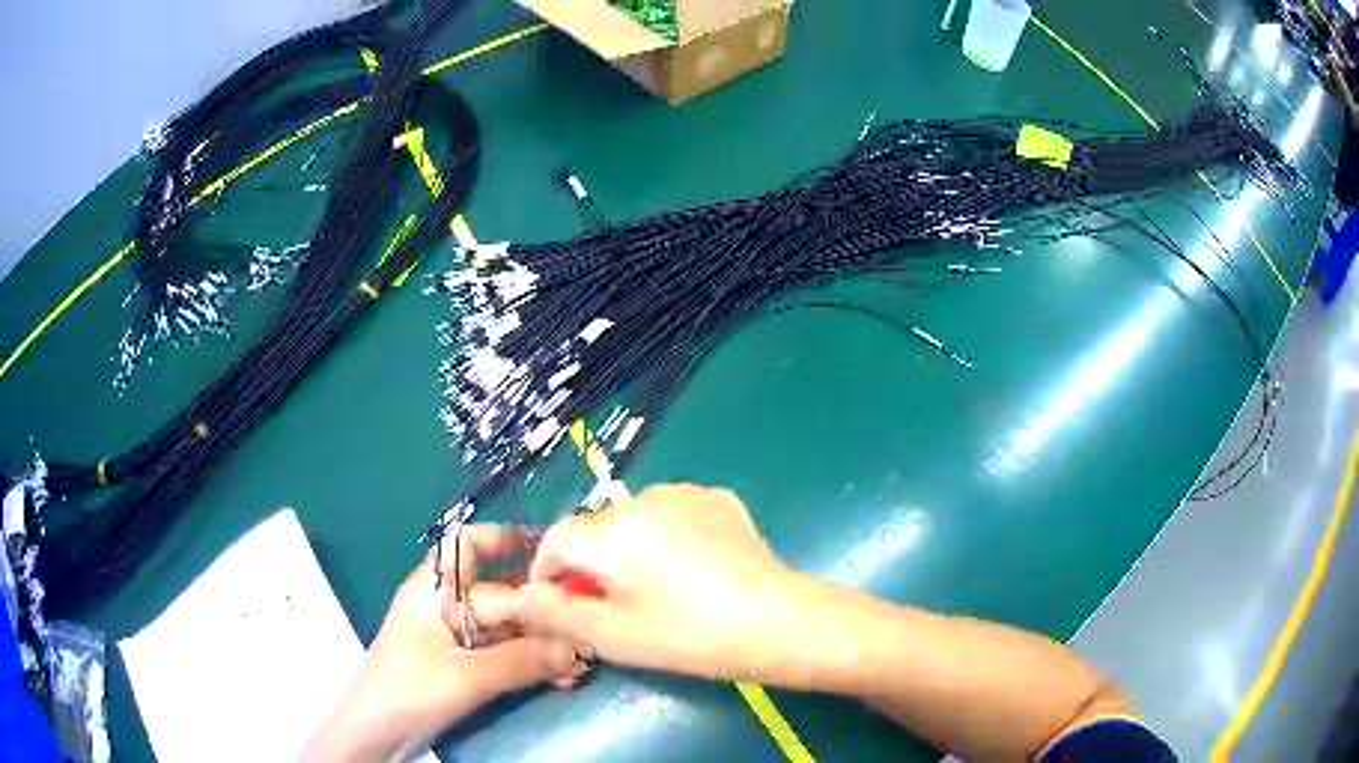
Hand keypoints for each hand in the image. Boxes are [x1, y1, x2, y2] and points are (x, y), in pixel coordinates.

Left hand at [301, 528, 578, 762]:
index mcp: (434, 591)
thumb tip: (575, 645)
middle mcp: (448, 607)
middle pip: (501, 591)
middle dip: (543, 607)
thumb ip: (520, 660)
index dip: (511, 541)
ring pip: (509, 627)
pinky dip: (533, 663)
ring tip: (579, 662)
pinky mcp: (466, 668)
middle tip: (586, 622)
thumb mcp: (465, 676)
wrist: (376, 736)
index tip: (556, 551)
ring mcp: (458, 640)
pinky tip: (562, 679)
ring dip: (544, 642)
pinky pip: (507, 655)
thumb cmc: (408, 691)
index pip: (475, 550)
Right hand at [470, 485, 799, 681]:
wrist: (776, 621)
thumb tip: (517, 596)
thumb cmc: (686, 634)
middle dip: (591, 564)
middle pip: (596, 530)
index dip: (547, 573)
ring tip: (655, 588)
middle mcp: (642, 498)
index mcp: (610, 530)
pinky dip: (667, 537)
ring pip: (635, 520)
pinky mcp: (719, 499)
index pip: (555, 540)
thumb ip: (554, 612)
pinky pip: (674, 514)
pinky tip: (691, 569)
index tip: (558, 604)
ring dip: (629, 548)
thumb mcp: (610, 635)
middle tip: (610, 606)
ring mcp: (686, 493)